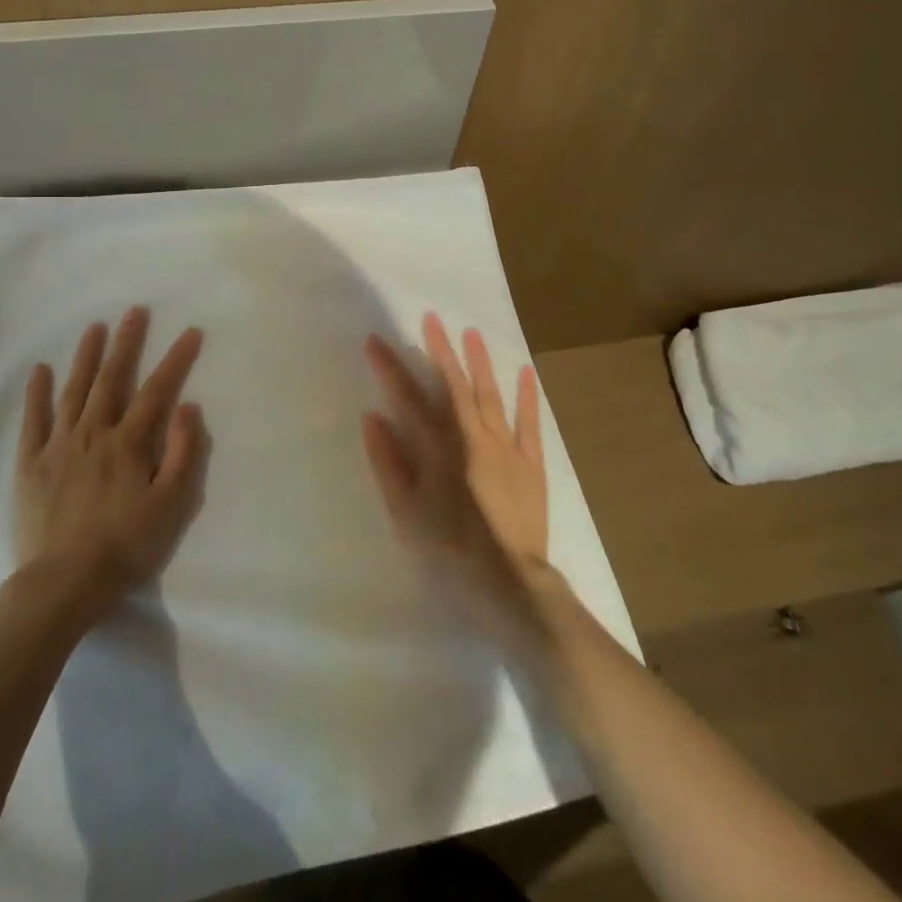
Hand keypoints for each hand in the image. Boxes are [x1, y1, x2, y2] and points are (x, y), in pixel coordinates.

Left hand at [15, 307, 206, 620]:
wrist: (63, 584)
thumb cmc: (125, 547)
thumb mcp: (170, 505)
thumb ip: (181, 453)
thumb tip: (188, 407)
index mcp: (129, 444)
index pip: (158, 391)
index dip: (175, 360)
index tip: (190, 332)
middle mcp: (93, 434)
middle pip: (112, 380)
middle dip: (126, 343)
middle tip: (134, 312)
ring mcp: (58, 446)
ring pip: (74, 391)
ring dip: (86, 357)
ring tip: (94, 328)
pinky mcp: (31, 464)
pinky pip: (33, 421)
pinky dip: (37, 394)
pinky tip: (40, 370)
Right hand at [362, 312, 553, 645]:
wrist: (507, 584)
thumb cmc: (448, 552)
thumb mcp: (405, 513)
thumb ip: (388, 463)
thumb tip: (371, 417)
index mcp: (437, 449)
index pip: (408, 399)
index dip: (390, 368)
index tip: (375, 341)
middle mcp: (471, 438)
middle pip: (453, 386)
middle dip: (440, 350)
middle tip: (431, 317)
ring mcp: (505, 448)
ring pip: (490, 395)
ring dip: (480, 362)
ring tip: (471, 332)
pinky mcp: (530, 464)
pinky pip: (529, 423)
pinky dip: (527, 396)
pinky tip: (525, 371)